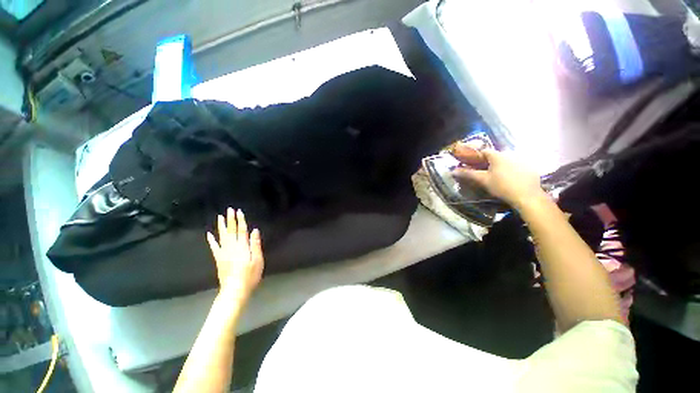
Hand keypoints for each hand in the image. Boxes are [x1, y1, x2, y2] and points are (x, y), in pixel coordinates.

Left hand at [207, 208, 264, 303]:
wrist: (235, 289)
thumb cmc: (250, 275)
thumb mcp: (258, 260)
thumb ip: (255, 244)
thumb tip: (254, 230)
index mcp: (243, 247)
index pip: (242, 230)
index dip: (240, 221)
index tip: (239, 211)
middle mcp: (232, 247)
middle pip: (231, 231)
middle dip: (230, 220)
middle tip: (229, 209)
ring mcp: (224, 253)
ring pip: (222, 236)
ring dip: (221, 226)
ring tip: (220, 217)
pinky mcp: (219, 259)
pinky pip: (214, 247)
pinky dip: (211, 240)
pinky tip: (209, 235)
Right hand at [453, 149, 543, 209]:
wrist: (527, 196)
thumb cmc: (502, 186)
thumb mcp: (483, 180)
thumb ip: (468, 174)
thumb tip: (453, 171)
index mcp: (497, 156)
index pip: (484, 151)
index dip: (476, 156)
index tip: (471, 163)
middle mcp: (510, 154)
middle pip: (496, 155)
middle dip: (488, 161)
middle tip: (483, 171)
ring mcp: (522, 160)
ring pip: (506, 160)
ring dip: (500, 165)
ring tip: (496, 176)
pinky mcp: (530, 167)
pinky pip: (517, 165)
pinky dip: (511, 169)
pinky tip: (510, 178)